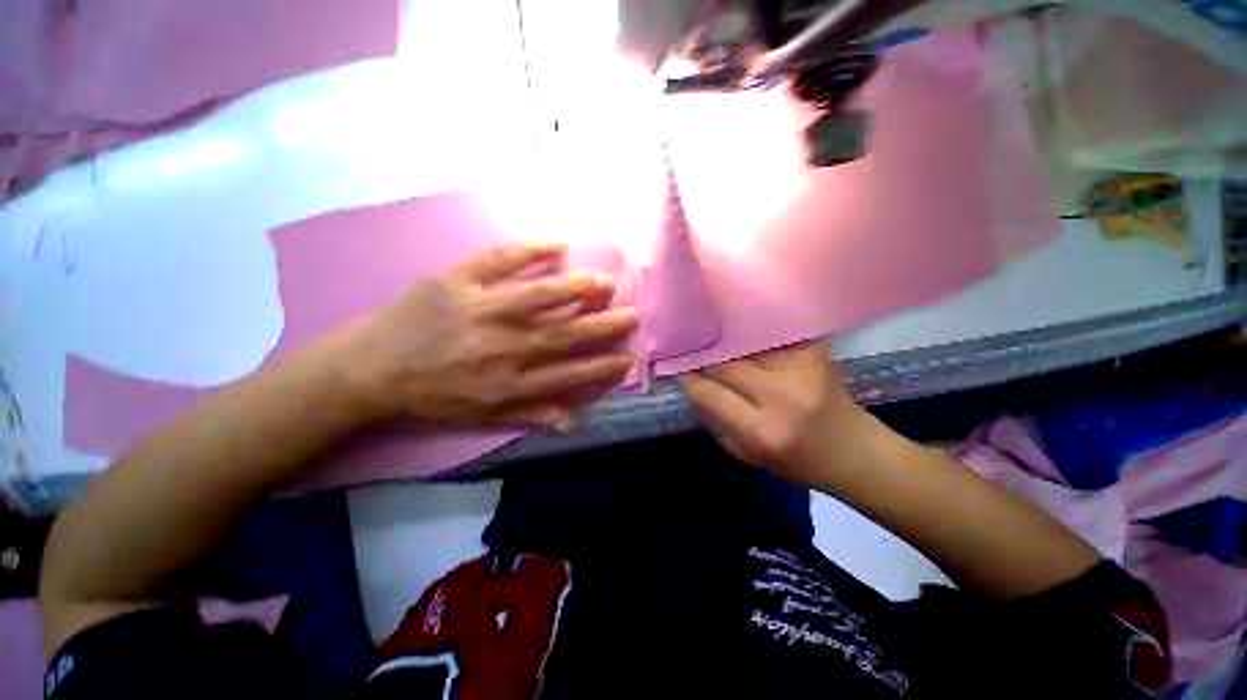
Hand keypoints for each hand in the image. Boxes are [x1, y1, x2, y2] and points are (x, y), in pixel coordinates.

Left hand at [338, 243, 638, 428]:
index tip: (627, 358)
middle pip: (562, 334)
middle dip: (602, 325)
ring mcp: (480, 309)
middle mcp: (501, 346)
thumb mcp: (479, 417)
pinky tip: (557, 245)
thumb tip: (572, 420)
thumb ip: (529, 415)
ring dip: (576, 288)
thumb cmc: (430, 396)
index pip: (567, 374)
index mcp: (507, 382)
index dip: (600, 367)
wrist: (368, 368)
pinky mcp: (457, 280)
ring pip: (539, 295)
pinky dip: (529, 250)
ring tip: (605, 282)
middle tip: (632, 313)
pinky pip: (498, 260)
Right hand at [679, 341, 875, 487]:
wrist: (854, 451)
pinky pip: (770, 334)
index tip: (674, 365)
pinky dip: (750, 331)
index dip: (687, 376)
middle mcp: (781, 397)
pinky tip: (738, 327)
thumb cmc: (796, 462)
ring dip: (723, 338)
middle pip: (725, 363)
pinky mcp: (815, 352)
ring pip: (745, 343)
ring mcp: (802, 369)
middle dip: (701, 353)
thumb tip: (690, 386)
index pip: (708, 393)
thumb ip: (713, 421)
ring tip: (708, 331)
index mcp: (761, 431)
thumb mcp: (745, 455)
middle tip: (687, 344)